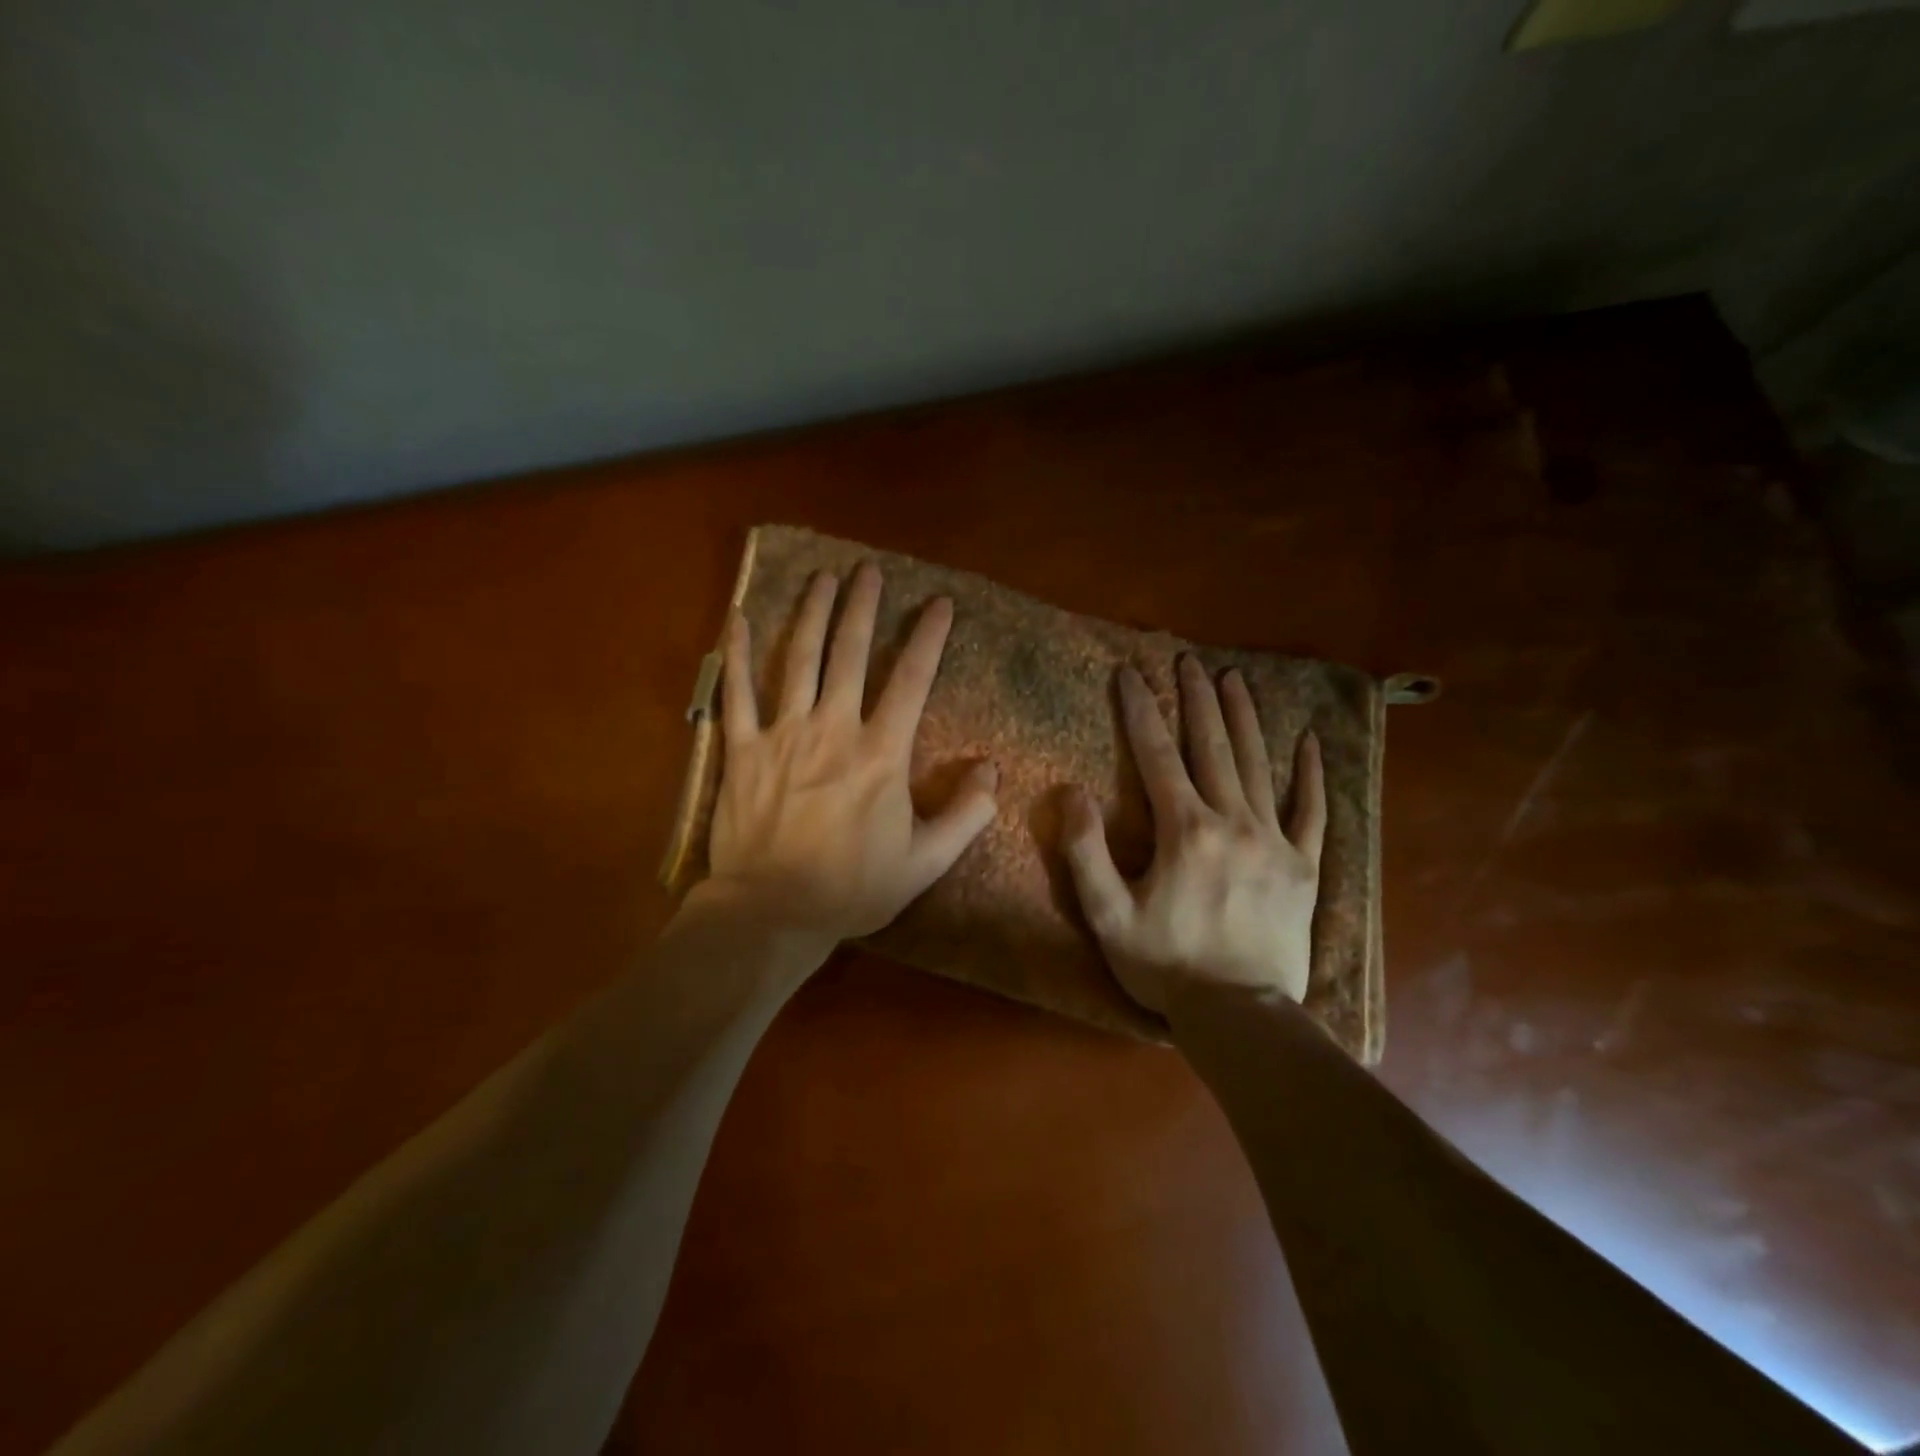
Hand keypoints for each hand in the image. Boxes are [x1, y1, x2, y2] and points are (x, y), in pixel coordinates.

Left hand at [698, 562, 998, 943]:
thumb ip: (967, 815)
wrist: (773, 912)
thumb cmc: (852, 888)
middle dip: (862, 607)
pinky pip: (737, 693)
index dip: (928, 637)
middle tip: (868, 570)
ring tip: (822, 578)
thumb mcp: (926, 862)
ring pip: (799, 660)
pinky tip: (739, 618)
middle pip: (850, 654)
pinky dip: (737, 654)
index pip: (911, 680)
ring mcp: (783, 734)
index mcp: (880, 754)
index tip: (939, 603)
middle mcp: (833, 729)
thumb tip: (994, 771)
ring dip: (812, 614)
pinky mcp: (742, 750)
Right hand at [1062, 658, 1324, 1015]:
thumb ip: (1086, 851)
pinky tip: (1308, 741)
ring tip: (1234, 679)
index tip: (1130, 673)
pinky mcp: (1304, 866)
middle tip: (1188, 660)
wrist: (1241, 1016)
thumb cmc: (1166, 966)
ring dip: (1244, 718)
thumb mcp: (1107, 914)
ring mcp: (1274, 841)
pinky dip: (1309, 774)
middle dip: (1196, 700)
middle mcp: (1232, 822)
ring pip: (1258, 765)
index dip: (1140, 712)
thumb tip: (1073, 792)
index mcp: (1184, 831)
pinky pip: (1311, 811)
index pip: (1157, 756)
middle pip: (1212, 747)